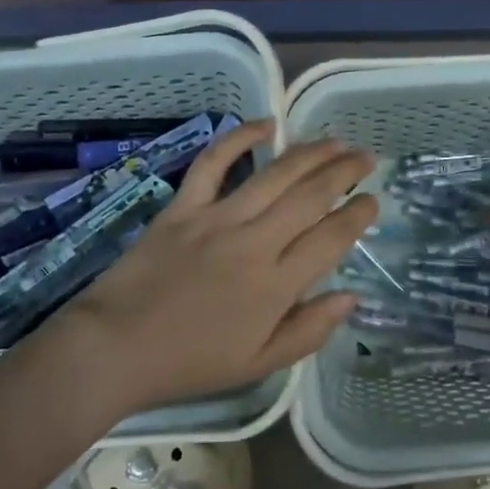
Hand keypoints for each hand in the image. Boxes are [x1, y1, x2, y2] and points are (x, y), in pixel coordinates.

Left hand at [55, 121, 378, 414]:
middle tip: (365, 157)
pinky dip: (239, 138)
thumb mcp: (259, 364)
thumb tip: (351, 296)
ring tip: (335, 141)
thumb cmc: (191, 362)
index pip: (331, 239)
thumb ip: (309, 330)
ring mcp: (217, 219)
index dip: (358, 215)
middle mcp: (254, 243)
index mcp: (276, 286)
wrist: (116, 348)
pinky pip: (214, 163)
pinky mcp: (183, 207)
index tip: (373, 200)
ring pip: (274, 174)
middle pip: (310, 196)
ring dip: (310, 153)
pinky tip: (265, 124)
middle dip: (344, 172)